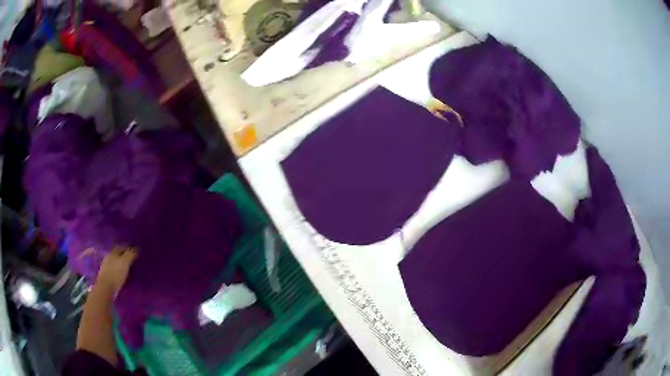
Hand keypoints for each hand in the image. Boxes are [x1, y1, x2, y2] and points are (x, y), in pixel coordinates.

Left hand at [96, 247, 137, 294]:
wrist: (105, 287)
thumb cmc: (116, 273)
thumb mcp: (125, 262)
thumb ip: (130, 255)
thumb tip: (137, 248)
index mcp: (113, 252)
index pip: (121, 247)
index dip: (128, 248)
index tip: (135, 251)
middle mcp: (108, 257)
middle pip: (117, 254)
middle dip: (123, 255)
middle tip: (132, 259)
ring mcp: (106, 266)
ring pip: (115, 262)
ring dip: (120, 264)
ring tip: (127, 268)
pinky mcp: (106, 276)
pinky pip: (113, 270)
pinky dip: (118, 271)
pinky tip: (121, 275)